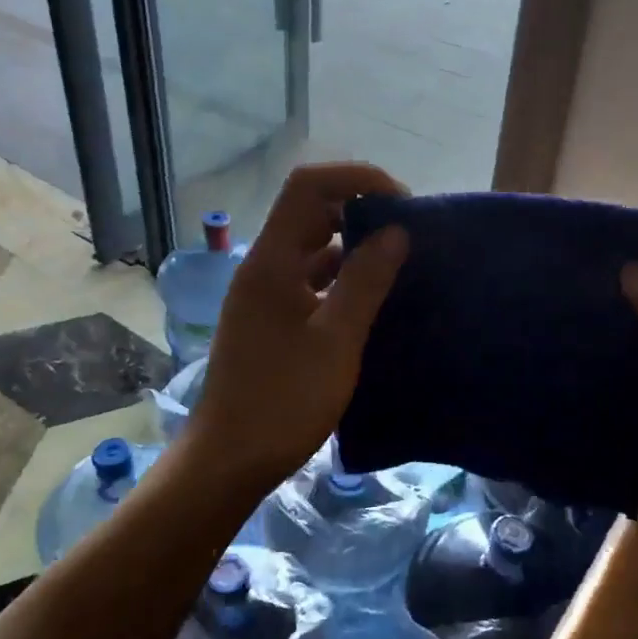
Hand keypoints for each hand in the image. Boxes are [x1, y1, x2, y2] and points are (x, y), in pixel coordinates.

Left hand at [186, 163, 409, 492]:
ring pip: (312, 249)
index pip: (308, 186)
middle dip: (360, 210)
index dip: (355, 179)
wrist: (229, 459)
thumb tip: (396, 231)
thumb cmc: (283, 400)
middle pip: (310, 213)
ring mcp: (265, 295)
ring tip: (400, 262)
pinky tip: (374, 299)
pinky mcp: (272, 320)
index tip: (401, 202)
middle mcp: (264, 267)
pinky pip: (311, 281)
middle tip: (408, 233)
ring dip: (353, 246)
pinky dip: (342, 279)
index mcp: (272, 260)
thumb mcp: (336, 340)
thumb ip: (366, 281)